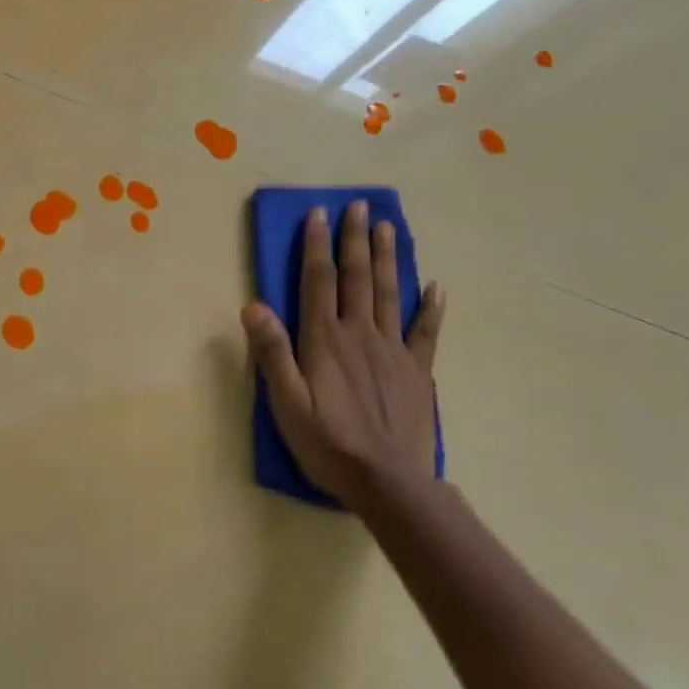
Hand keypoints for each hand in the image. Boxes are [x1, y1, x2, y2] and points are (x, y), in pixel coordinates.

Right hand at [241, 201, 445, 507]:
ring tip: (388, 227)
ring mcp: (393, 350)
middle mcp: (360, 334)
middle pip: (357, 277)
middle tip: (358, 206)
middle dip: (355, 239)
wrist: (389, 482)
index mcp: (325, 339)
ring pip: (389, 293)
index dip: (316, 245)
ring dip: (387, 258)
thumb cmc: (328, 443)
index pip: (319, 281)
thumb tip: (253, 304)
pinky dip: (431, 308)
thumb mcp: (286, 402)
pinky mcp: (418, 372)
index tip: (318, 213)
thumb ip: (272, 352)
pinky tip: (435, 287)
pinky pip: (426, 332)